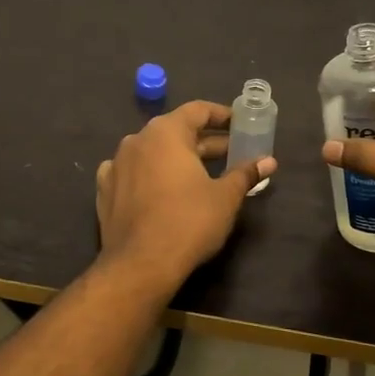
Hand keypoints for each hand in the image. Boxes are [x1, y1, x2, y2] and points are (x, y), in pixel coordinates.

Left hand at [96, 100, 276, 292]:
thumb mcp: (225, 197)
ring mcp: (116, 164)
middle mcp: (137, 140)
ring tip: (201, 173)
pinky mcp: (105, 190)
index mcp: (166, 132)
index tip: (240, 124)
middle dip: (205, 141)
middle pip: (176, 131)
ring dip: (177, 158)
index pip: (197, 110)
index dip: (221, 115)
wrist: (140, 265)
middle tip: (231, 153)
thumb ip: (245, 173)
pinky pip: (132, 172)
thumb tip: (269, 161)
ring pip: (153, 152)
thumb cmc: (189, 222)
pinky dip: (150, 174)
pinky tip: (160, 187)